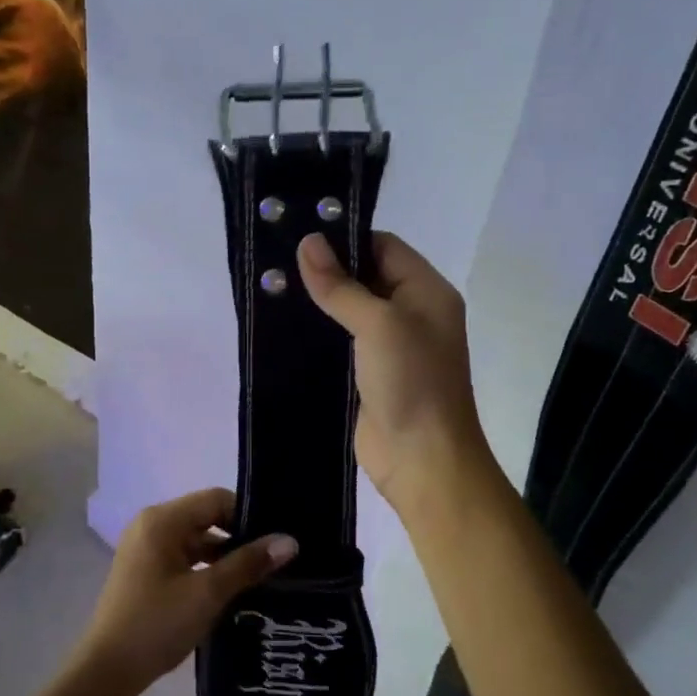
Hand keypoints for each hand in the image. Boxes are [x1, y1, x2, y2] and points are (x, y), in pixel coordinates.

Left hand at [74, 488, 295, 695]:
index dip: (248, 516)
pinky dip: (207, 569)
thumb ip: (248, 564)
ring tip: (261, 577)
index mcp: (162, 520)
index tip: (276, 541)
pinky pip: (184, 558)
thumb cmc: (156, 624)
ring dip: (225, 556)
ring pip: (196, 540)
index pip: (216, 499)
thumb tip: (289, 541)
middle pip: (206, 517)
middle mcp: (151, 525)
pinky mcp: (145, 572)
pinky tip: (231, 591)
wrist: (106, 672)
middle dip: (239, 537)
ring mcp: (146, 549)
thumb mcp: (208, 593)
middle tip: (275, 560)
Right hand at [298, 231, 492, 512]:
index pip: (384, 247)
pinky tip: (281, 324)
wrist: (422, 460)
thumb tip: (307, 242)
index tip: (300, 236)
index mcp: (426, 292)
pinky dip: (315, 332)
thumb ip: (341, 285)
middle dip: (326, 269)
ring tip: (270, 287)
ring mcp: (389, 346)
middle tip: (276, 259)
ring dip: (317, 302)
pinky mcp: (366, 374)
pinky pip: (339, 342)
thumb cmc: (411, 381)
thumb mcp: (379, 323)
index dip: (346, 239)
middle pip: (365, 276)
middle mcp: (410, 313)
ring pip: (348, 310)